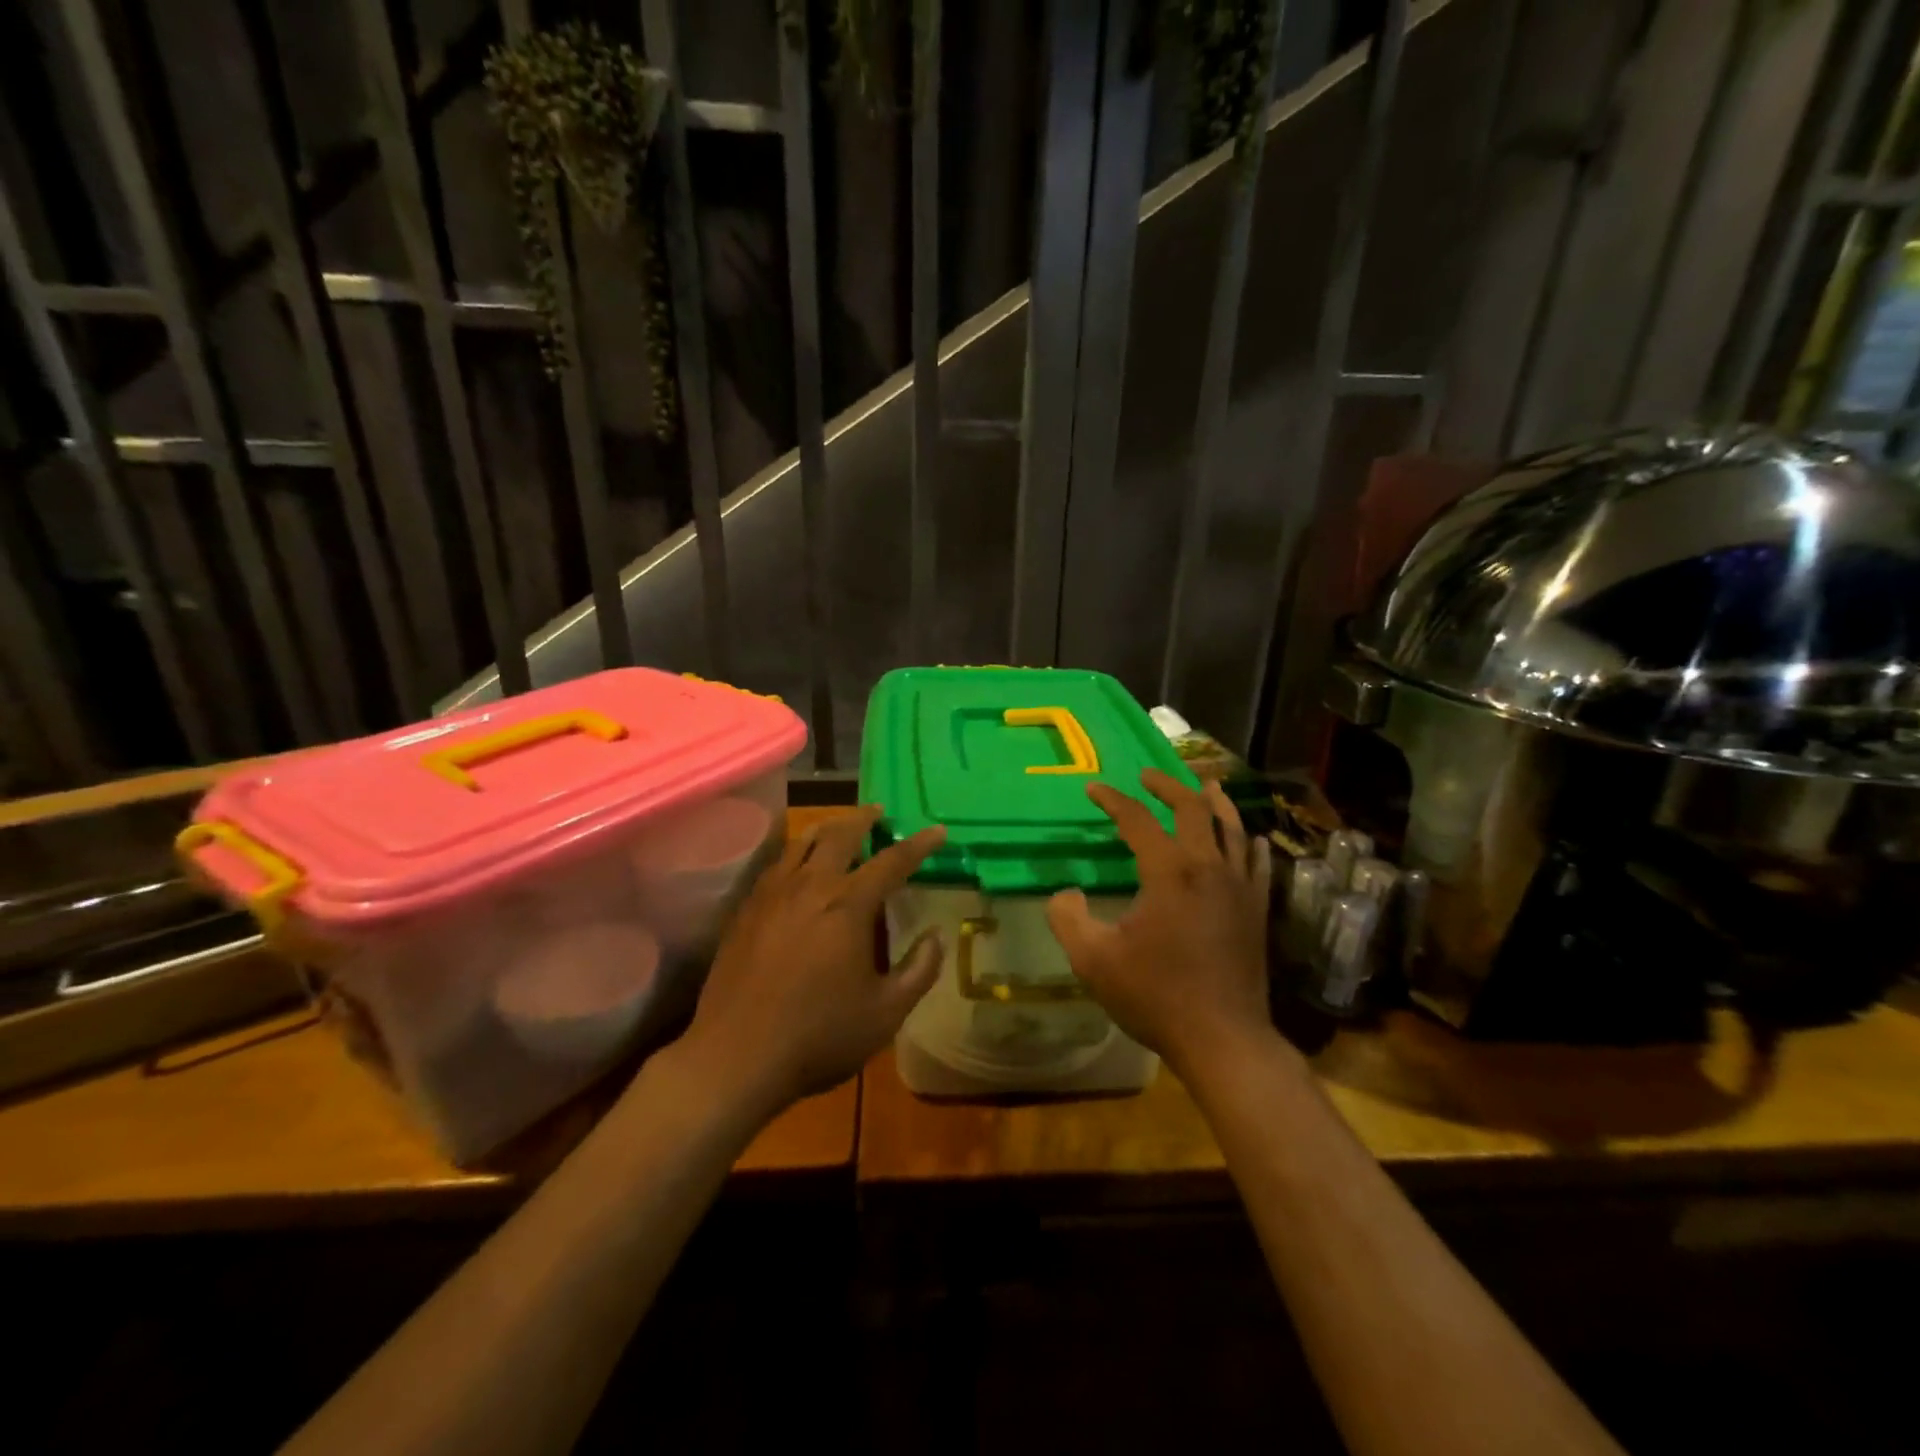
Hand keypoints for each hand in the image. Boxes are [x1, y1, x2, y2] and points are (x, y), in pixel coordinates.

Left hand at [674, 806, 945, 1120]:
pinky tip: (796, 865)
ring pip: (801, 842)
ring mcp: (772, 895)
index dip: (919, 844)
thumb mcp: (886, 1013)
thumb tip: (936, 935)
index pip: (892, 861)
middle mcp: (810, 886)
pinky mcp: (746, 910)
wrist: (735, 1058)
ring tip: (839, 827)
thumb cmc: (819, 1036)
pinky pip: (775, 865)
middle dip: (864, 819)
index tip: (938, 831)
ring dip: (827, 828)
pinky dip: (794, 852)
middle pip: (840, 835)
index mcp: (848, 906)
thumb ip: (919, 970)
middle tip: (879, 812)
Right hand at [1046, 769, 1273, 1077]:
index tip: (1093, 789)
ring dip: (1215, 802)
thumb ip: (1067, 918)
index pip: (1138, 820)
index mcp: (1169, 872)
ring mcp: (1239, 887)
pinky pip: (1256, 863)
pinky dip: (1249, 842)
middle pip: (1192, 809)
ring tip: (1206, 784)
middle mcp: (1208, 868)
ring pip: (1232, 828)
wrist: (1223, 1038)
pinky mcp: (1256, 910)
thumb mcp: (1093, 960)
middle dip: (1167, 786)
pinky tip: (1251, 837)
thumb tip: (1065, 893)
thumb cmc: (1155, 995)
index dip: (1113, 800)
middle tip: (1148, 775)